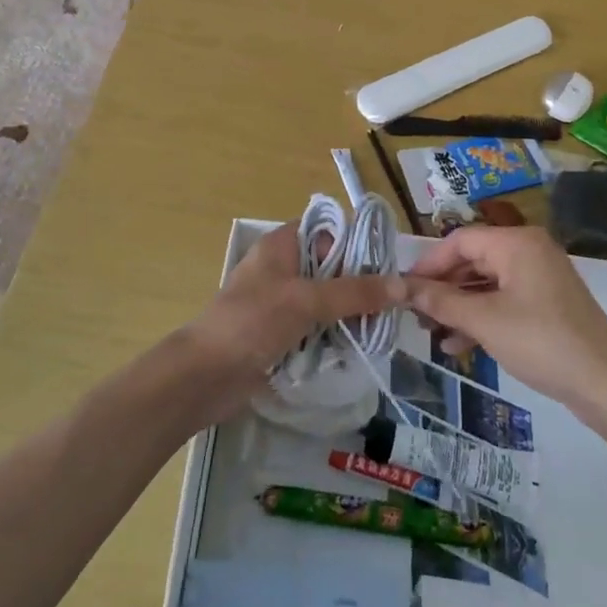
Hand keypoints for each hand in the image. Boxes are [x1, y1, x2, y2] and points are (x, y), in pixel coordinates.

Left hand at [176, 222, 405, 425]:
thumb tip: (402, 285)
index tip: (390, 263)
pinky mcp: (280, 333)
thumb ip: (355, 292)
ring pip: (326, 300)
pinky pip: (316, 327)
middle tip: (394, 302)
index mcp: (281, 245)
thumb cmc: (252, 322)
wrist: (205, 376)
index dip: (357, 243)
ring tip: (383, 327)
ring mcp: (280, 302)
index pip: (328, 231)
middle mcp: (282, 268)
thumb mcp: (307, 300)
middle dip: (360, 284)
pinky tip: (359, 346)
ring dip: (349, 313)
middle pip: (331, 267)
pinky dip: (334, 335)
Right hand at [409, 226, 606, 407]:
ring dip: (459, 306)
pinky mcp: (547, 303)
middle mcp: (528, 250)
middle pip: (473, 260)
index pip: (459, 240)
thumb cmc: (542, 341)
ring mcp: (540, 277)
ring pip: (486, 283)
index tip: (404, 289)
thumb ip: (441, 302)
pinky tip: (459, 345)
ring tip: (432, 333)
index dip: (428, 263)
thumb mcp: (485, 321)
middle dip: (443, 288)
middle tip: (416, 315)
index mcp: (516, 242)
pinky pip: (504, 300)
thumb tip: (403, 288)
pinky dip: (481, 317)